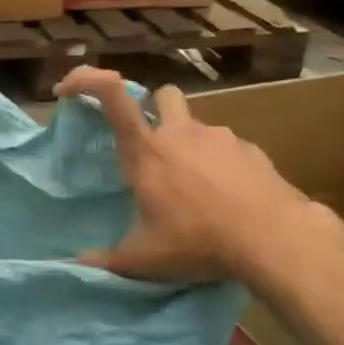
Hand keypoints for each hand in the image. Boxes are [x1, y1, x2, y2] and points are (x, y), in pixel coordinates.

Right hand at [57, 68, 317, 284]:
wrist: (275, 239)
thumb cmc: (197, 241)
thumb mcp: (143, 259)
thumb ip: (107, 259)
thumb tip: (76, 263)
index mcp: (146, 151)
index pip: (113, 96)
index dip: (86, 81)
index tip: (68, 90)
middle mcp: (181, 133)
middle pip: (163, 94)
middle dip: (153, 108)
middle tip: (152, 146)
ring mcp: (221, 138)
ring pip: (196, 126)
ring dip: (189, 145)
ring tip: (194, 188)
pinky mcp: (252, 151)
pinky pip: (228, 148)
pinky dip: (220, 165)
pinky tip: (226, 197)